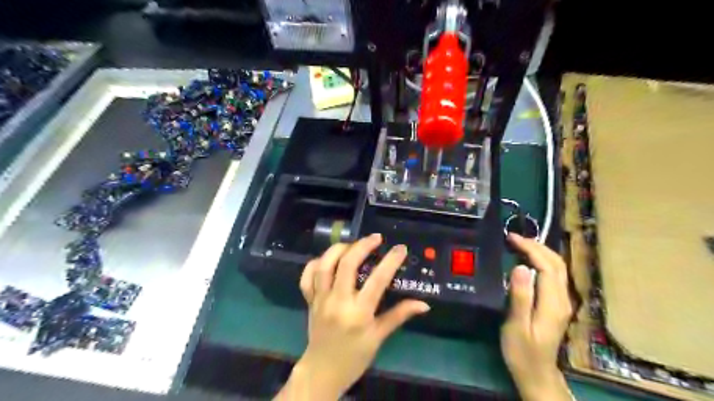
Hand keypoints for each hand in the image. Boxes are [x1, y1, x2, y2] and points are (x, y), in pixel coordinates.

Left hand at [276, 233, 424, 399]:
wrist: (323, 371)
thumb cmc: (355, 356)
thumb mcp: (379, 337)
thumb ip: (399, 316)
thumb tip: (423, 304)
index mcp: (359, 312)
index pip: (377, 280)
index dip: (390, 261)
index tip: (400, 248)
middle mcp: (338, 301)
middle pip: (347, 264)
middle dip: (362, 245)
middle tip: (375, 238)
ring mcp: (320, 299)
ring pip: (324, 265)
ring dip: (338, 249)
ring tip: (352, 244)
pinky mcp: (309, 300)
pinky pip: (307, 277)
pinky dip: (315, 264)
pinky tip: (327, 259)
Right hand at [501, 234, 572, 398]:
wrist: (536, 373)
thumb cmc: (522, 351)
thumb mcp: (516, 325)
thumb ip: (520, 296)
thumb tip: (520, 267)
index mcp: (553, 303)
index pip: (546, 266)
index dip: (530, 249)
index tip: (511, 238)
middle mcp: (562, 299)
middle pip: (557, 263)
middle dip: (537, 246)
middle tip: (514, 238)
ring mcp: (562, 302)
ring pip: (558, 268)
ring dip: (541, 252)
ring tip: (520, 244)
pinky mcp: (557, 304)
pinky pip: (553, 275)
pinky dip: (542, 262)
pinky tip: (528, 261)